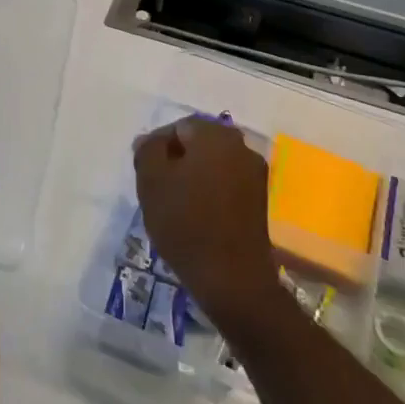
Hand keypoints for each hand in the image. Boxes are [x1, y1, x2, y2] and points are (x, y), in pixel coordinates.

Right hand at [133, 115, 280, 332]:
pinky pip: (227, 183)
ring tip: (175, 203)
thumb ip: (148, 151)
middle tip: (157, 186)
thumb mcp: (151, 181)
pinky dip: (210, 191)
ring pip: (214, 163)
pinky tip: (197, 215)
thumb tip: (150, 141)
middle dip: (176, 159)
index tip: (144, 171)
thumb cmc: (186, 222)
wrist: (231, 277)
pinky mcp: (260, 199)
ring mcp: (255, 173)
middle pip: (199, 143)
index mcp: (216, 135)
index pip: (179, 126)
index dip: (157, 146)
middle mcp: (241, 146)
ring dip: (194, 176)